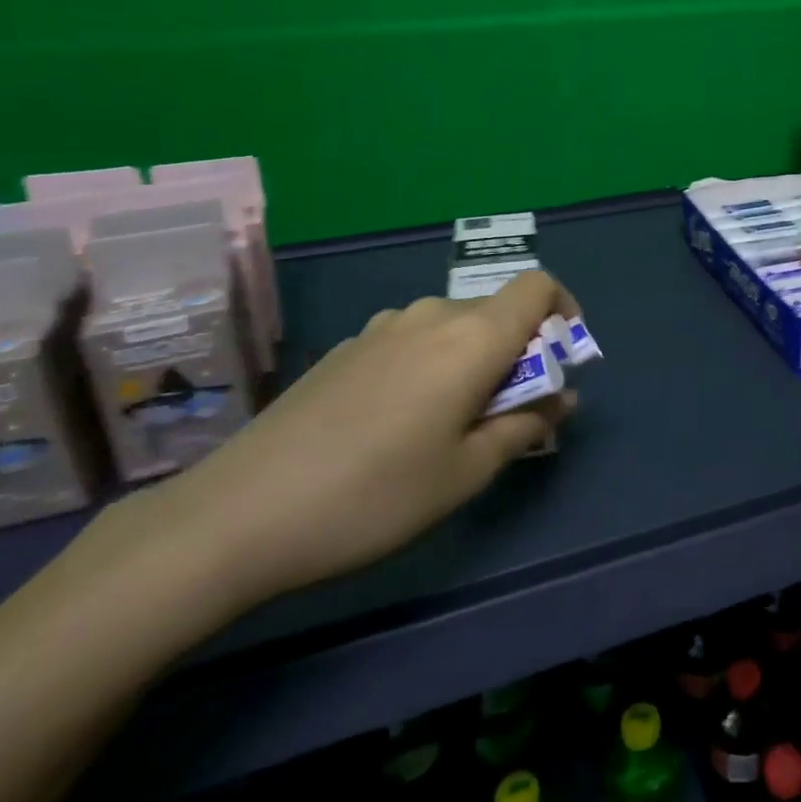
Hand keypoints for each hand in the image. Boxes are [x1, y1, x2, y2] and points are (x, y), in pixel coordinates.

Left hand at [142, 271, 579, 610]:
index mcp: (471, 338)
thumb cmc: (374, 496)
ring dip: (473, 360)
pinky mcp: (346, 349)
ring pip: (453, 327)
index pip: (537, 287)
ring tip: (453, 424)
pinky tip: (397, 424)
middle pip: (497, 311)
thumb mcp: (466, 473)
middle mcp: (430, 316)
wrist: (237, 514)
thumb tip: (562, 399)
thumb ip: (525, 427)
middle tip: (510, 414)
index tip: (561, 361)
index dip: (563, 312)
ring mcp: (382, 329)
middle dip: (520, 351)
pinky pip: (412, 341)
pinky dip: (432, 365)